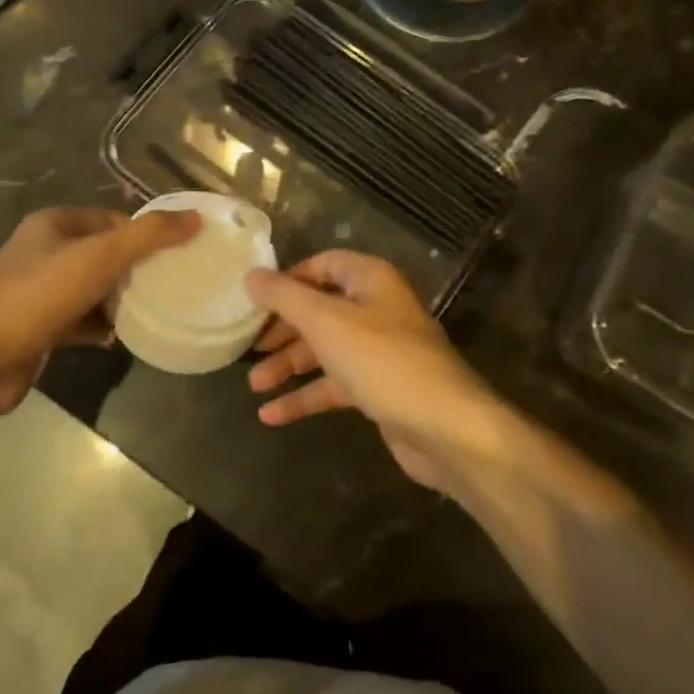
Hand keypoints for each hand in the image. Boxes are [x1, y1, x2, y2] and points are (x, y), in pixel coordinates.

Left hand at [0, 206, 199, 428]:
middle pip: (102, 252)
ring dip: (117, 298)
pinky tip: (119, 338)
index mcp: (52, 224)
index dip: (142, 233)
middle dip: (133, 268)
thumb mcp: (102, 256)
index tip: (173, 253)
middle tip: (166, 283)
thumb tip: (194, 218)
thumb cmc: (40, 296)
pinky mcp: (36, 326)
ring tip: (149, 309)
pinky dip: (98, 326)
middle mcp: (41, 251)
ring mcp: (36, 290)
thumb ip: (150, 235)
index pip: (110, 218)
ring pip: (91, 287)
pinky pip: (78, 319)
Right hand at [245, 251, 512, 495]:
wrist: (445, 427)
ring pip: (325, 349)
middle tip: (249, 346)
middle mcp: (376, 307)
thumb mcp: (326, 322)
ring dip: (290, 365)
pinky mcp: (380, 388)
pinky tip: (272, 416)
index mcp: (369, 279)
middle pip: (320, 309)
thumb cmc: (382, 361)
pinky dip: (306, 396)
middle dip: (283, 329)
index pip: (321, 266)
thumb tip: (250, 275)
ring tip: (254, 385)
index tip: (254, 302)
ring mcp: (380, 350)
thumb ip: (285, 297)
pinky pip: (335, 384)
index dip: (287, 281)